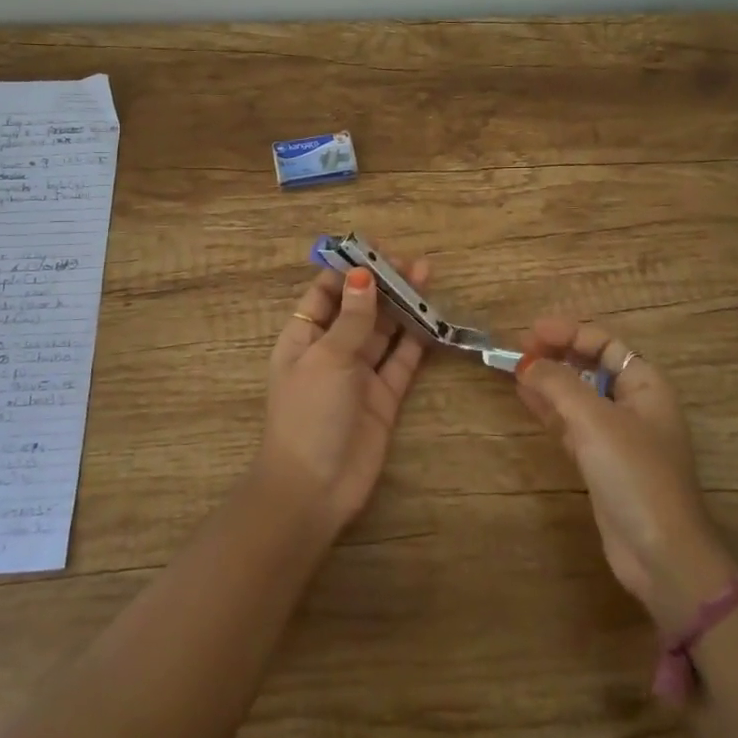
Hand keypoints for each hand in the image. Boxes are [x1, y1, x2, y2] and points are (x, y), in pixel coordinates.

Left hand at [257, 251, 431, 537]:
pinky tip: (433, 318)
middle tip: (411, 261)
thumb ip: (352, 318)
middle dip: (382, 283)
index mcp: (304, 336)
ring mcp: (359, 374)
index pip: (326, 292)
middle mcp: (332, 350)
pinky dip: (416, 340)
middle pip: (360, 308)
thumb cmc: (309, 413)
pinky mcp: (384, 397)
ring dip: (402, 305)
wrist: (314, 488)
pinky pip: (402, 361)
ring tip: (426, 276)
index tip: (376, 249)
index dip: (349, 270)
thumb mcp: (327, 358)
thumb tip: (362, 274)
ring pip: (384, 331)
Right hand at [514, 317, 735, 630]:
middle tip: (519, 350)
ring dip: (549, 381)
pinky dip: (551, 410)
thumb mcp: (594, 420)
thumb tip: (527, 363)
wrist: (660, 554)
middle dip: (557, 355)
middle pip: (591, 366)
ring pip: (579, 395)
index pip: (605, 343)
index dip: (568, 332)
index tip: (530, 332)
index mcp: (646, 385)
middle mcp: (635, 405)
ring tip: (515, 371)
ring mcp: (619, 435)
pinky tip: (527, 400)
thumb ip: (558, 384)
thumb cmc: (635, 474)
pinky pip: (573, 423)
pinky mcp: (603, 463)